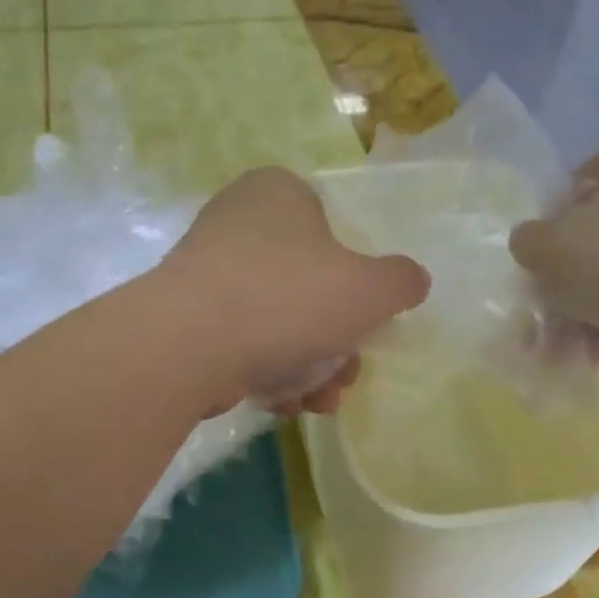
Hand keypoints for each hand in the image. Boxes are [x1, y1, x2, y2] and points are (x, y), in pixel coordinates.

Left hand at [162, 166, 429, 413]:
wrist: (190, 345)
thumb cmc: (289, 299)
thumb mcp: (370, 289)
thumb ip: (400, 282)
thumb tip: (411, 281)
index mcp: (278, 193)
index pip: (331, 228)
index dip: (355, 282)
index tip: (364, 324)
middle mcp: (237, 223)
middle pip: (307, 288)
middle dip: (335, 343)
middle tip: (345, 375)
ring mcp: (207, 274)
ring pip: (278, 324)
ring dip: (308, 369)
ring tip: (317, 402)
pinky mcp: (186, 321)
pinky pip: (242, 345)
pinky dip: (268, 374)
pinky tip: (280, 403)